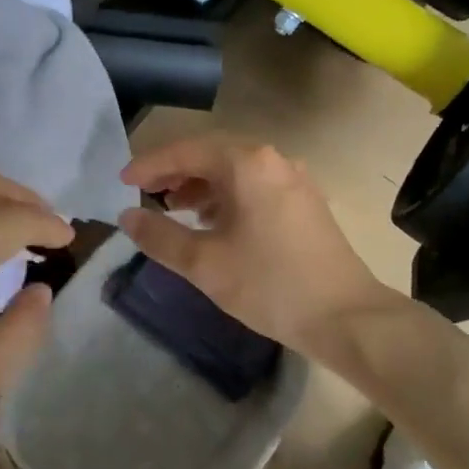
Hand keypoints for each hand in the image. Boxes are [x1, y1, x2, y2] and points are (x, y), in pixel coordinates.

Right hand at [117, 134, 395, 359]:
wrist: (347, 317)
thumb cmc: (270, 285)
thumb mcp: (204, 264)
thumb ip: (159, 236)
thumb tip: (127, 217)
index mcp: (247, 164)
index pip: (186, 151)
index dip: (150, 165)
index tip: (122, 183)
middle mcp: (273, 159)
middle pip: (212, 154)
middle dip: (175, 172)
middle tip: (146, 193)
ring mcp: (294, 179)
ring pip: (235, 170)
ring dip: (201, 185)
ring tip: (175, 210)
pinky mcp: (305, 201)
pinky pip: (255, 185)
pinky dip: (227, 196)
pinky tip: (214, 223)